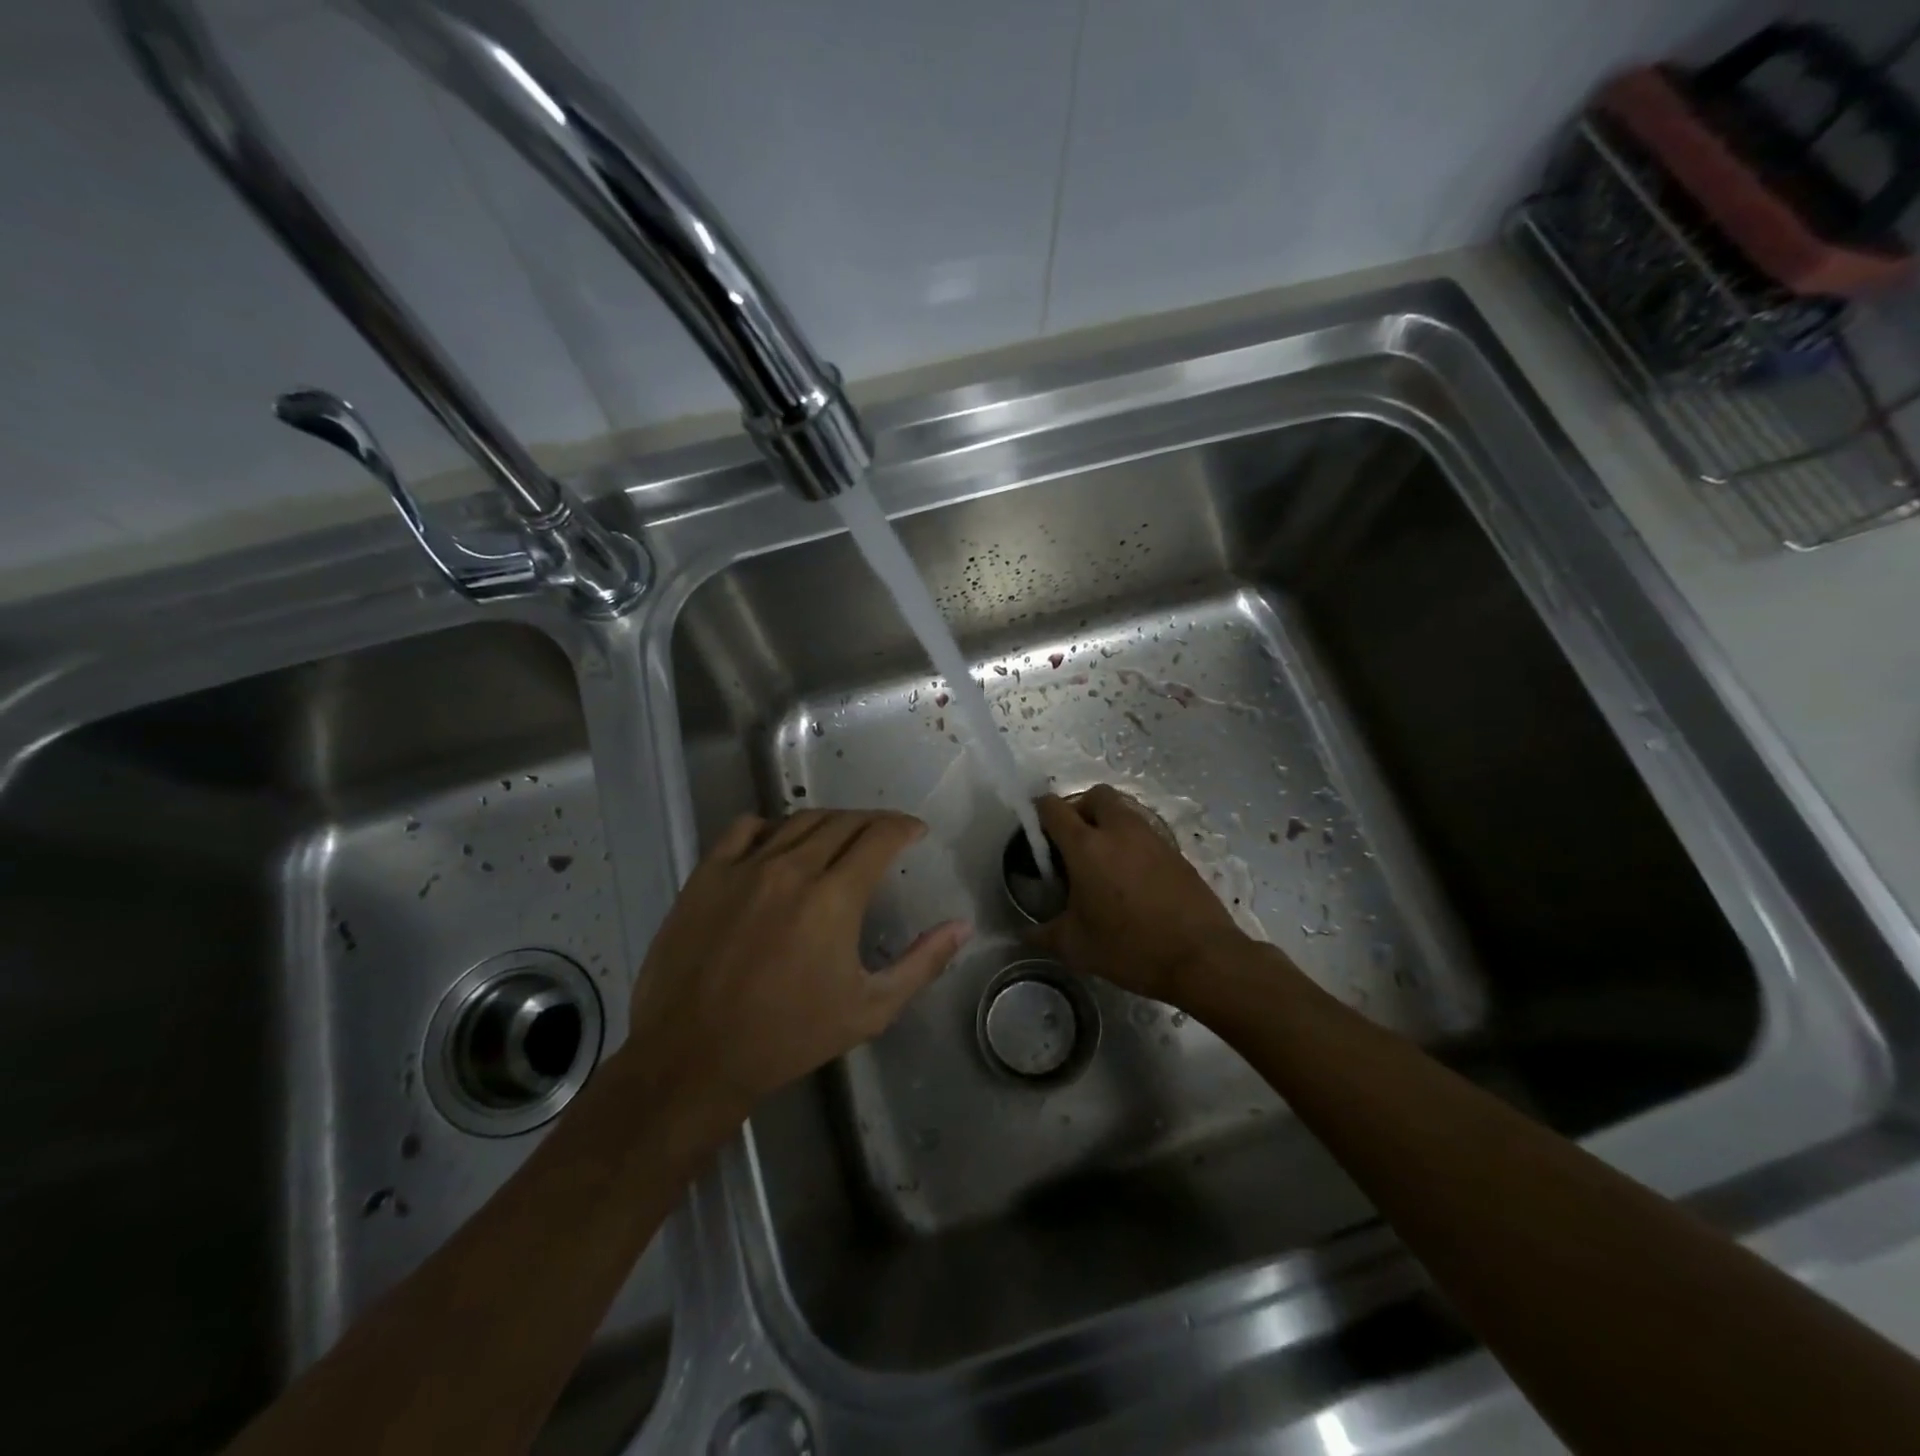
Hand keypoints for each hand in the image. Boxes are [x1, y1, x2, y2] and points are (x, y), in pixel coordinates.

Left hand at [627, 810, 970, 1130]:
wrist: (695, 1058)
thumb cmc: (789, 1037)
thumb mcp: (870, 1009)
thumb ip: (922, 963)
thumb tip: (962, 926)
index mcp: (834, 897)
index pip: (879, 836)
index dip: (903, 827)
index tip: (915, 832)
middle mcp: (791, 868)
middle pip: (842, 821)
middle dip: (873, 822)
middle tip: (885, 835)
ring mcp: (744, 867)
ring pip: (798, 820)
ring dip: (829, 821)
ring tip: (841, 836)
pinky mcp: (707, 875)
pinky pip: (744, 828)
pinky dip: (770, 826)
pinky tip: (778, 843)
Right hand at [1031, 785, 1248, 1003]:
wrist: (1202, 957)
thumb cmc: (1130, 948)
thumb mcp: (1076, 947)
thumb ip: (1043, 934)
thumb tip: (1025, 933)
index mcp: (1086, 846)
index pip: (1053, 808)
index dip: (1038, 812)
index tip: (1035, 831)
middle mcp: (1119, 831)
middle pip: (1095, 795)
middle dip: (1080, 808)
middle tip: (1073, 841)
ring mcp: (1152, 838)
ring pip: (1124, 811)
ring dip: (1108, 823)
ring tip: (1102, 860)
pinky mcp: (1176, 851)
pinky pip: (1145, 832)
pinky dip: (1132, 842)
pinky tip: (1131, 877)